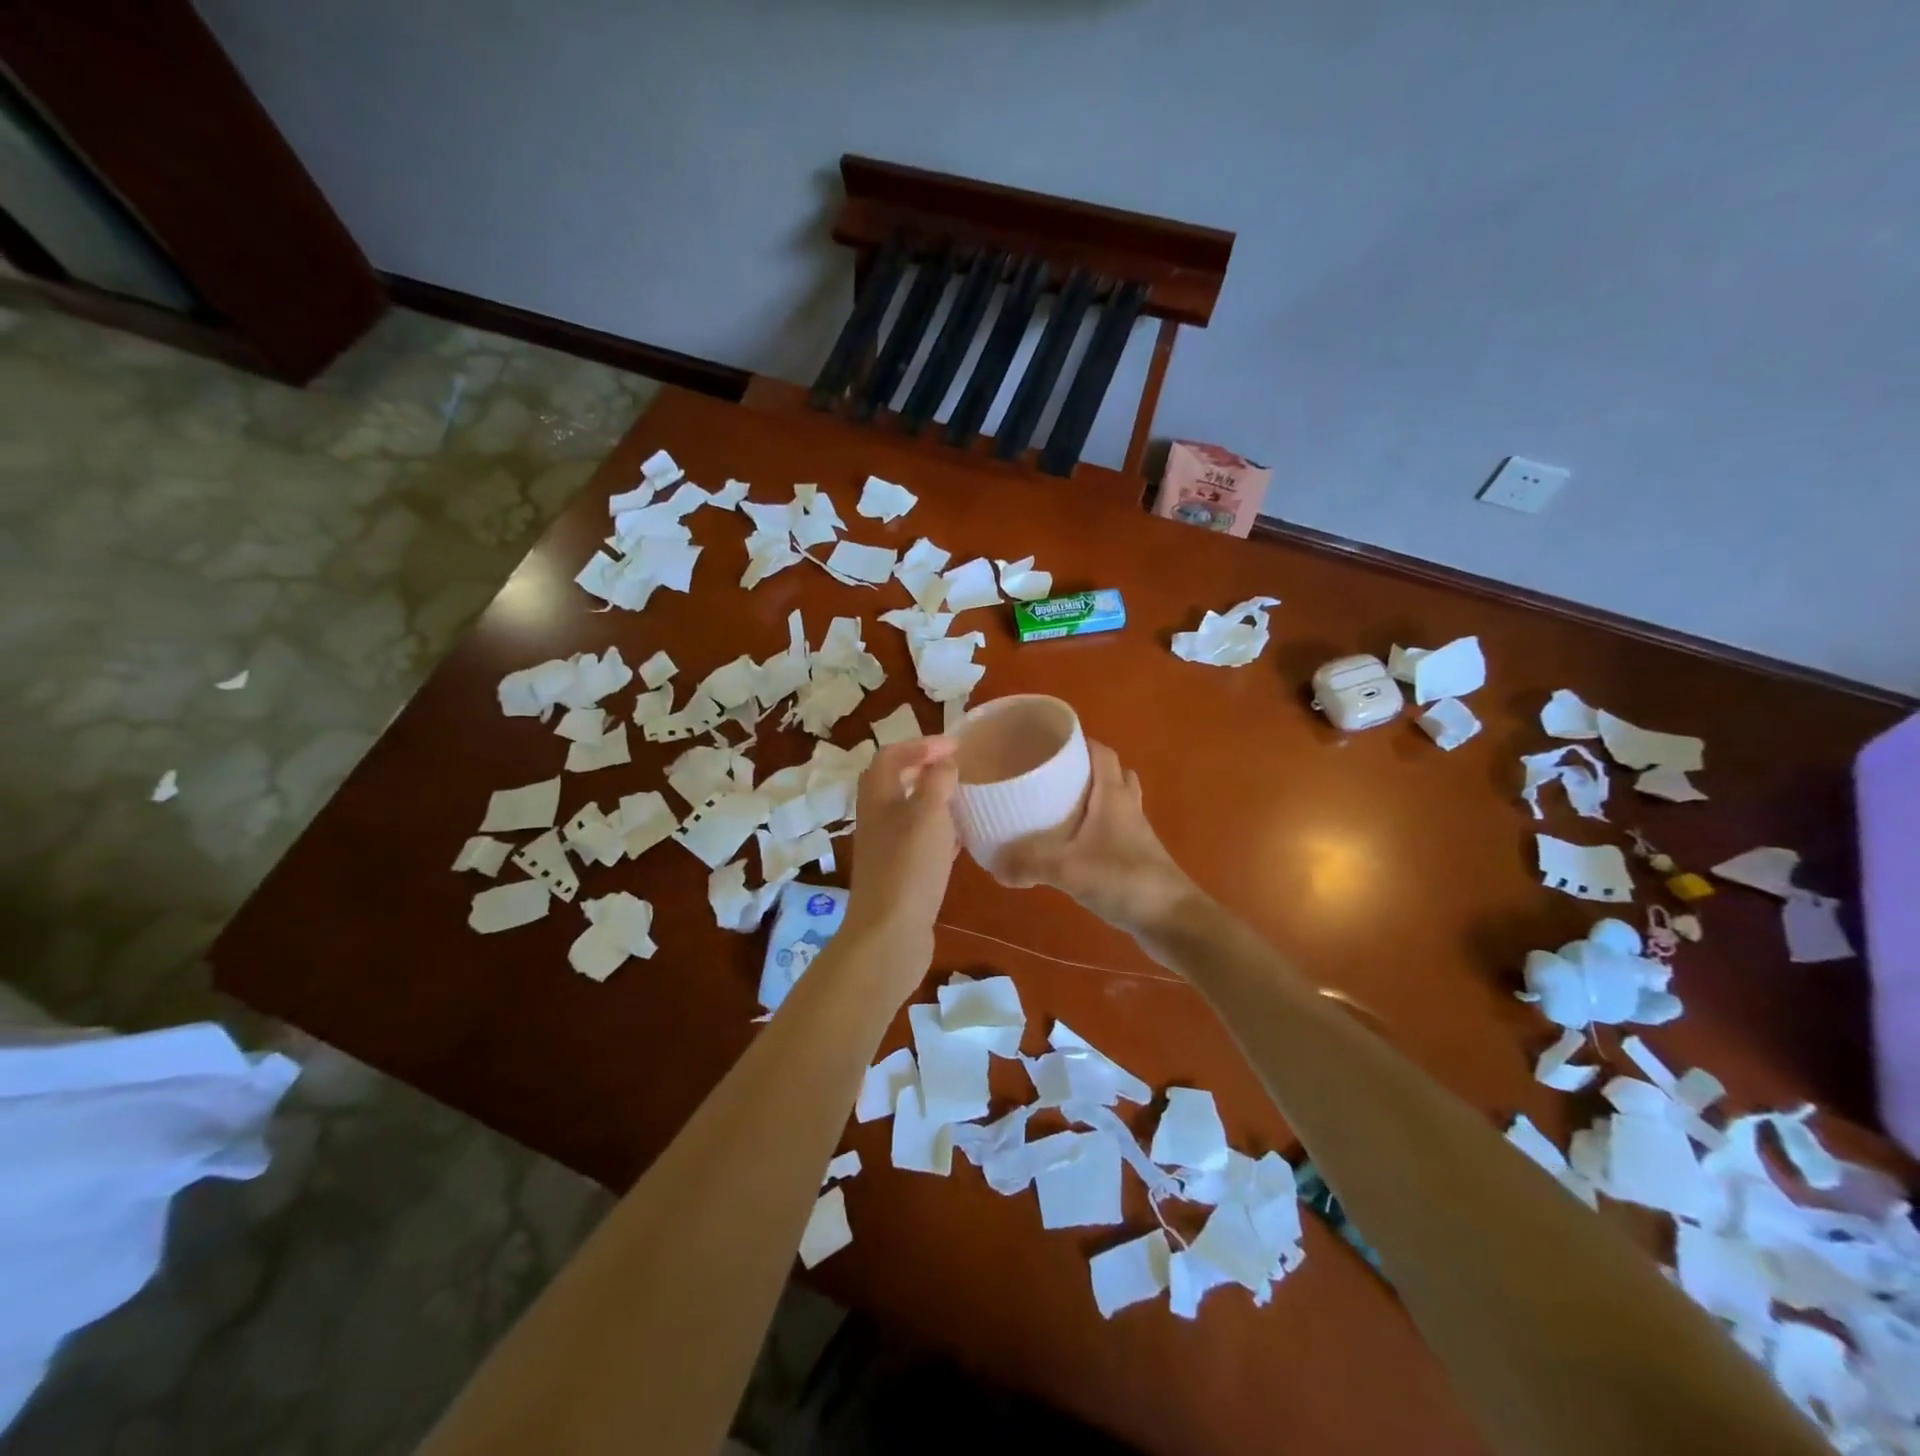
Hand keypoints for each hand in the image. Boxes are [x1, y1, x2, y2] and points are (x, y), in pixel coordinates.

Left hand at [841, 737, 959, 970]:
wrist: (889, 935)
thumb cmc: (909, 867)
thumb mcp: (928, 814)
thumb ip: (937, 781)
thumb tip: (943, 761)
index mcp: (877, 797)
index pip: (892, 755)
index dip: (921, 744)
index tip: (957, 746)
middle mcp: (876, 819)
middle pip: (895, 782)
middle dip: (924, 770)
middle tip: (957, 768)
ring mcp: (886, 849)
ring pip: (909, 813)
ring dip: (934, 801)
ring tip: (965, 799)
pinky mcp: (900, 875)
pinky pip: (920, 842)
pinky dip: (940, 832)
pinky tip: (963, 839)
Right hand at [993, 741, 1198, 935]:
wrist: (1173, 920)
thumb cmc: (1126, 880)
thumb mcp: (1069, 870)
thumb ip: (1030, 865)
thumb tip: (994, 867)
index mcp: (1114, 796)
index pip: (1102, 753)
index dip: (1080, 742)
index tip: (1050, 743)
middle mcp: (1127, 808)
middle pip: (1111, 775)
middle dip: (1084, 770)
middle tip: (1051, 776)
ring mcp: (1135, 834)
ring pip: (1114, 804)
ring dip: (1092, 800)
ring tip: (1057, 808)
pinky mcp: (1136, 858)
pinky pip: (1113, 832)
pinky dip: (1094, 830)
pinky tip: (1070, 847)